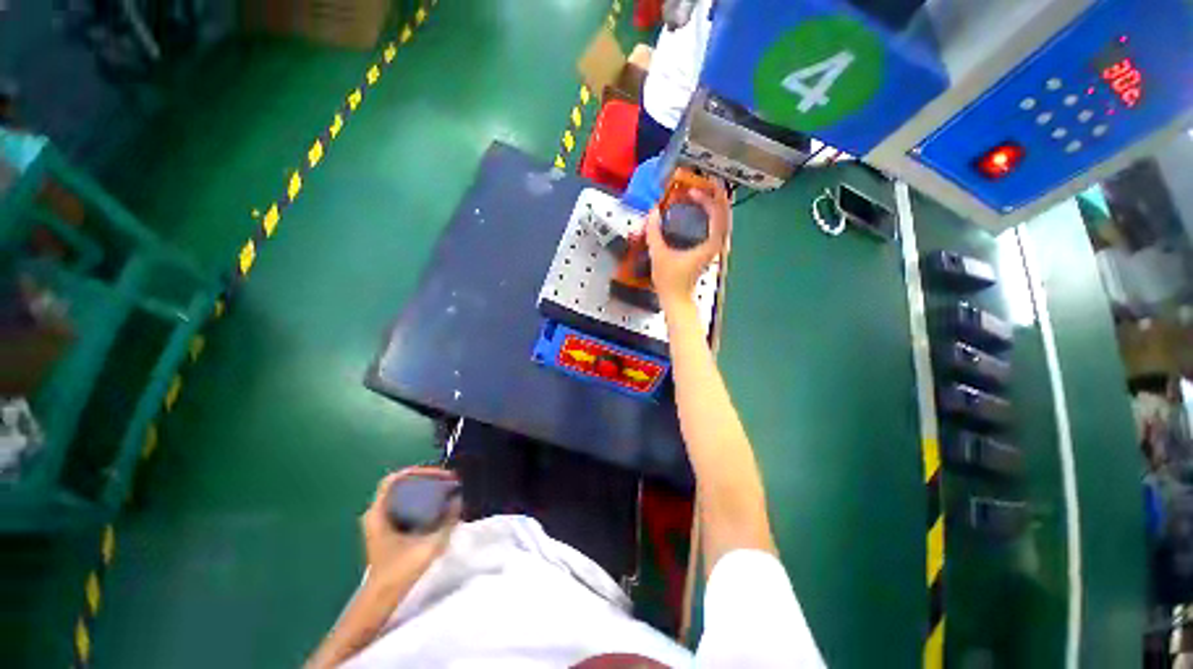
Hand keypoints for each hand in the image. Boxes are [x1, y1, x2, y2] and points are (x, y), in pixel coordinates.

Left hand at [360, 467, 460, 587]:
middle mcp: (375, 514)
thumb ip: (447, 522)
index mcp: (378, 513)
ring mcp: (378, 523)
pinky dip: (419, 501)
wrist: (381, 598)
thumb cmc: (400, 571)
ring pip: (401, 495)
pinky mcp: (384, 531)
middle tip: (446, 481)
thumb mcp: (429, 545)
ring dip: (423, 489)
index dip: (417, 471)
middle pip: (399, 485)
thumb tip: (459, 500)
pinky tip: (435, 506)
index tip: (438, 474)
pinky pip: (402, 505)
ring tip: (444, 490)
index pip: (394, 480)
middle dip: (425, 479)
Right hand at [645, 180, 729, 305]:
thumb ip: (654, 232)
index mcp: (710, 244)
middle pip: (724, 214)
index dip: (709, 198)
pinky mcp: (709, 251)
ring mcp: (714, 248)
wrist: (676, 300)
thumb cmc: (670, 281)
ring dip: (714, 205)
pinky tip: (700, 211)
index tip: (695, 188)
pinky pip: (715, 227)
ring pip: (722, 221)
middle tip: (703, 182)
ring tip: (702, 192)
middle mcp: (717, 245)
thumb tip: (652, 211)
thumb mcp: (658, 254)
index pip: (718, 214)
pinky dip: (711, 216)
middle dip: (715, 196)